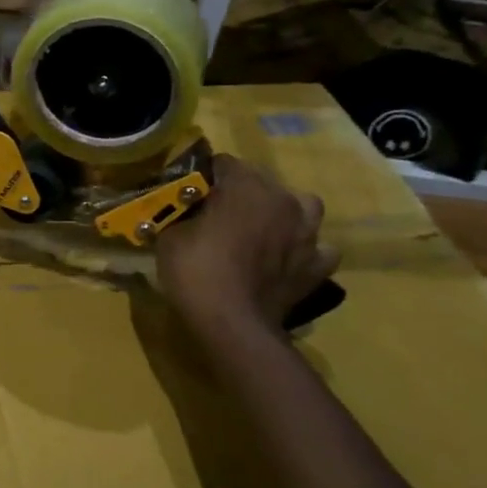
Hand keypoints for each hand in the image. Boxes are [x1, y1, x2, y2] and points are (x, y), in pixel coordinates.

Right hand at [156, 154, 338, 340]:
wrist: (232, 323)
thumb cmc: (195, 271)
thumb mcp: (169, 236)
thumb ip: (180, 214)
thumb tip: (182, 211)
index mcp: (246, 186)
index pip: (223, 163)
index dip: (204, 178)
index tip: (189, 195)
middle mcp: (284, 199)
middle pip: (262, 182)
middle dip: (241, 194)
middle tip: (218, 217)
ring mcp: (307, 233)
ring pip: (302, 208)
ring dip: (283, 214)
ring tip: (263, 231)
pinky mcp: (317, 265)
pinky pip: (317, 248)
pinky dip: (304, 251)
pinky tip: (287, 260)